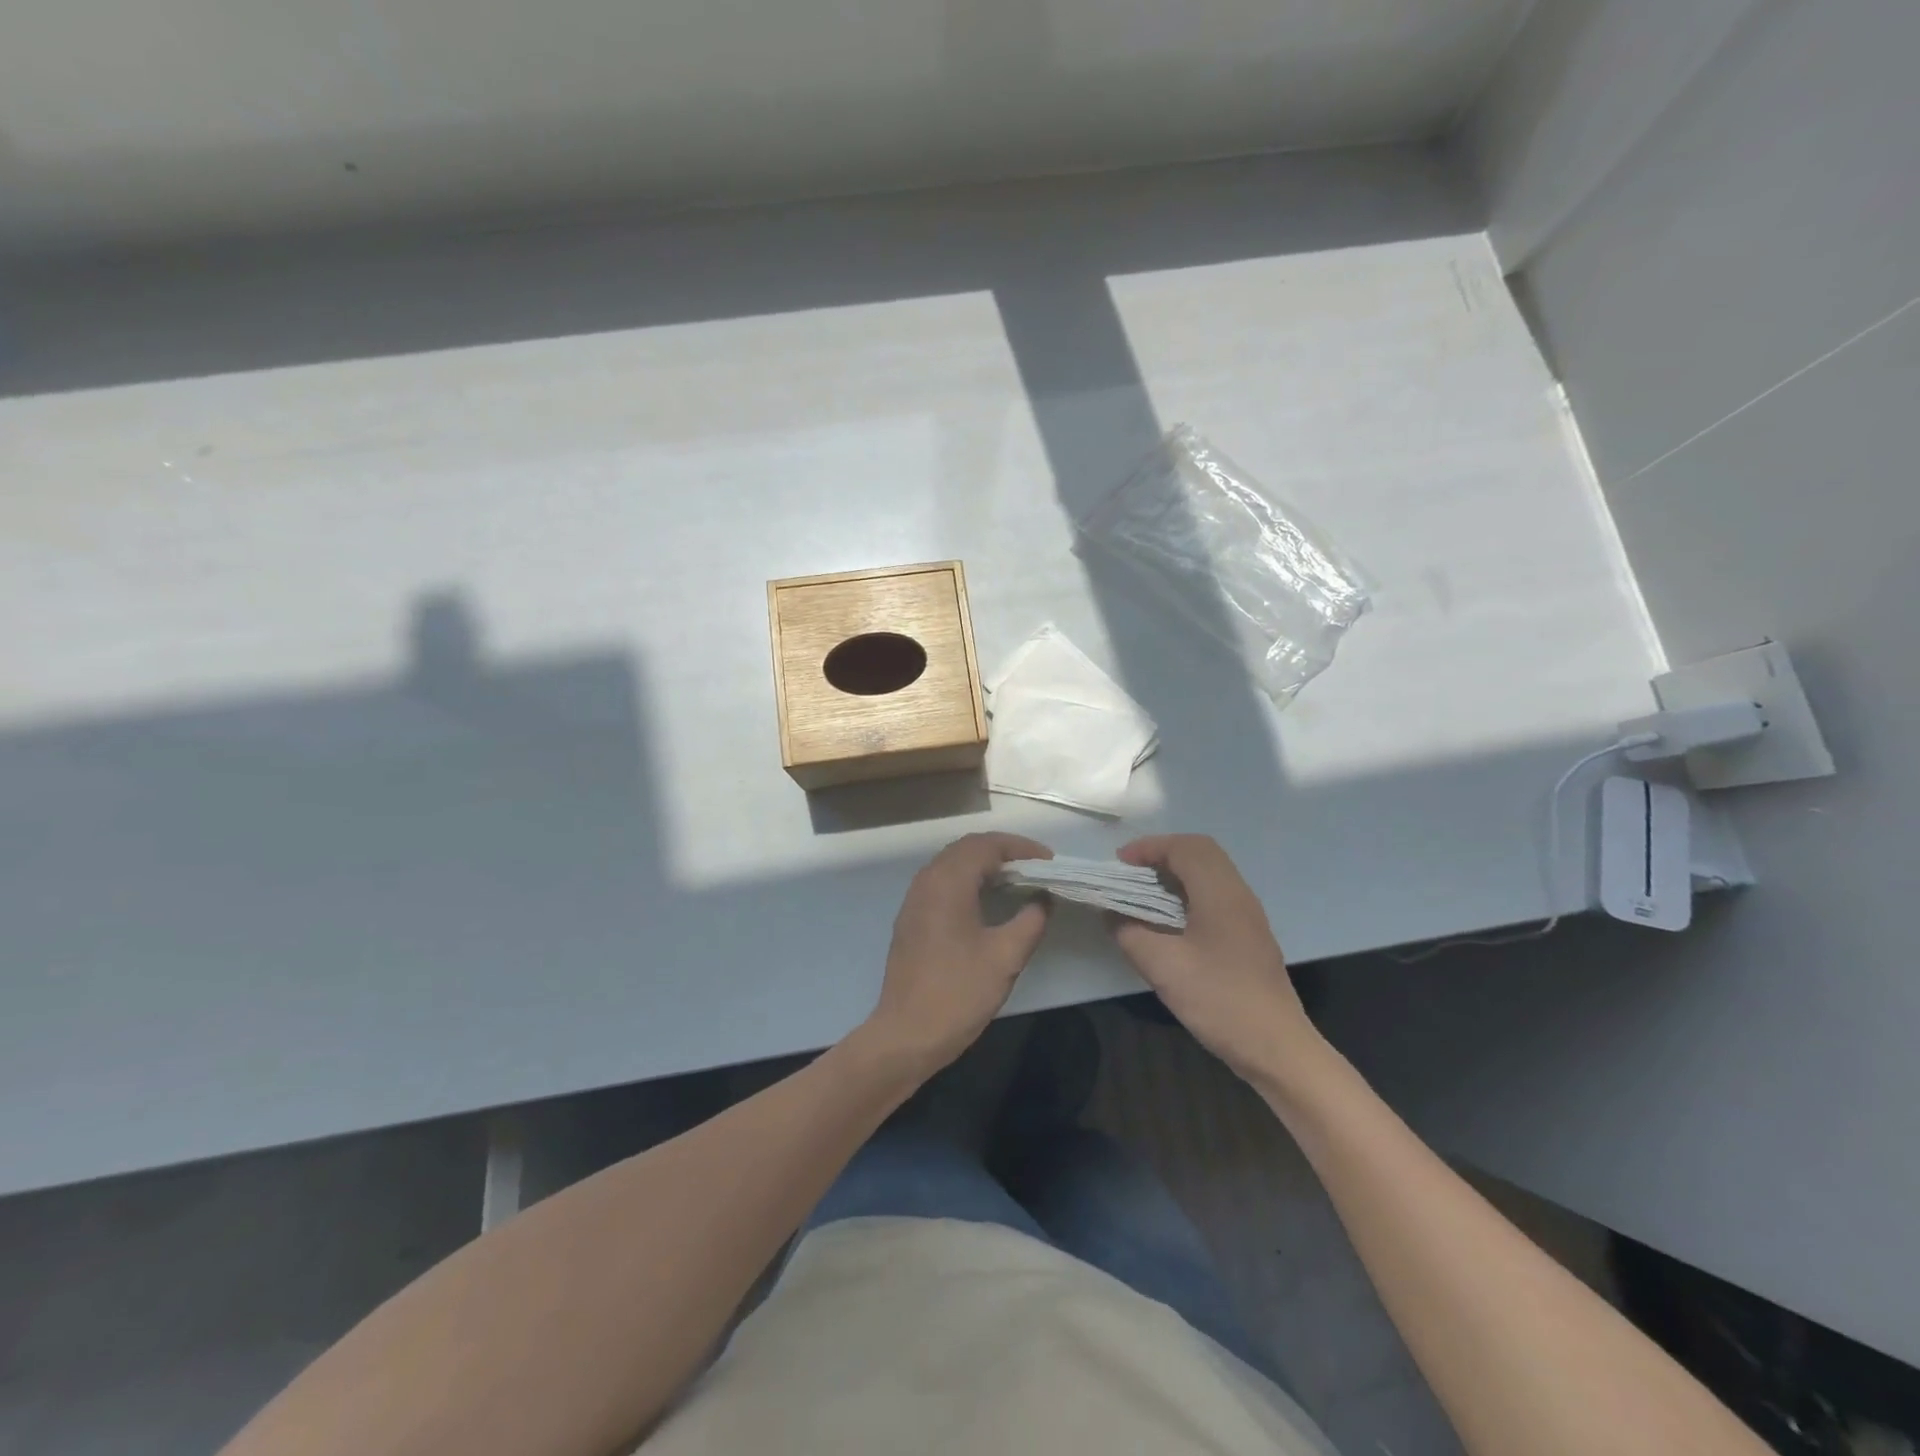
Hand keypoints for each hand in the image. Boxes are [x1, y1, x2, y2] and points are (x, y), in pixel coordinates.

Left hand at [862, 833, 1053, 1074]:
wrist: (906, 1034)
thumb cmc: (958, 993)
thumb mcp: (1006, 957)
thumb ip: (1031, 920)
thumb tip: (1044, 899)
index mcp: (948, 882)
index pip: (986, 845)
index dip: (1020, 847)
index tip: (1049, 861)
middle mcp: (927, 881)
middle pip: (967, 848)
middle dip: (1003, 851)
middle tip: (1036, 867)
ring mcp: (914, 900)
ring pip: (952, 864)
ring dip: (984, 865)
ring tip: (1017, 880)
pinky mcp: (911, 919)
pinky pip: (942, 883)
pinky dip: (968, 880)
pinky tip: (988, 901)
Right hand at [1111, 834, 1325, 1088]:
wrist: (1276, 1048)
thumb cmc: (1219, 1000)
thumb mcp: (1163, 967)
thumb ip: (1129, 933)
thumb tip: (1110, 913)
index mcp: (1220, 893)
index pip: (1185, 847)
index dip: (1149, 847)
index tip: (1118, 864)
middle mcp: (1238, 894)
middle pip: (1201, 851)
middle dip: (1162, 853)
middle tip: (1130, 873)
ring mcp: (1248, 915)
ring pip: (1210, 872)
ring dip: (1176, 872)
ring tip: (1143, 892)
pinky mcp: (1249, 935)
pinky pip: (1216, 894)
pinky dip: (1188, 891)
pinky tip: (1169, 919)